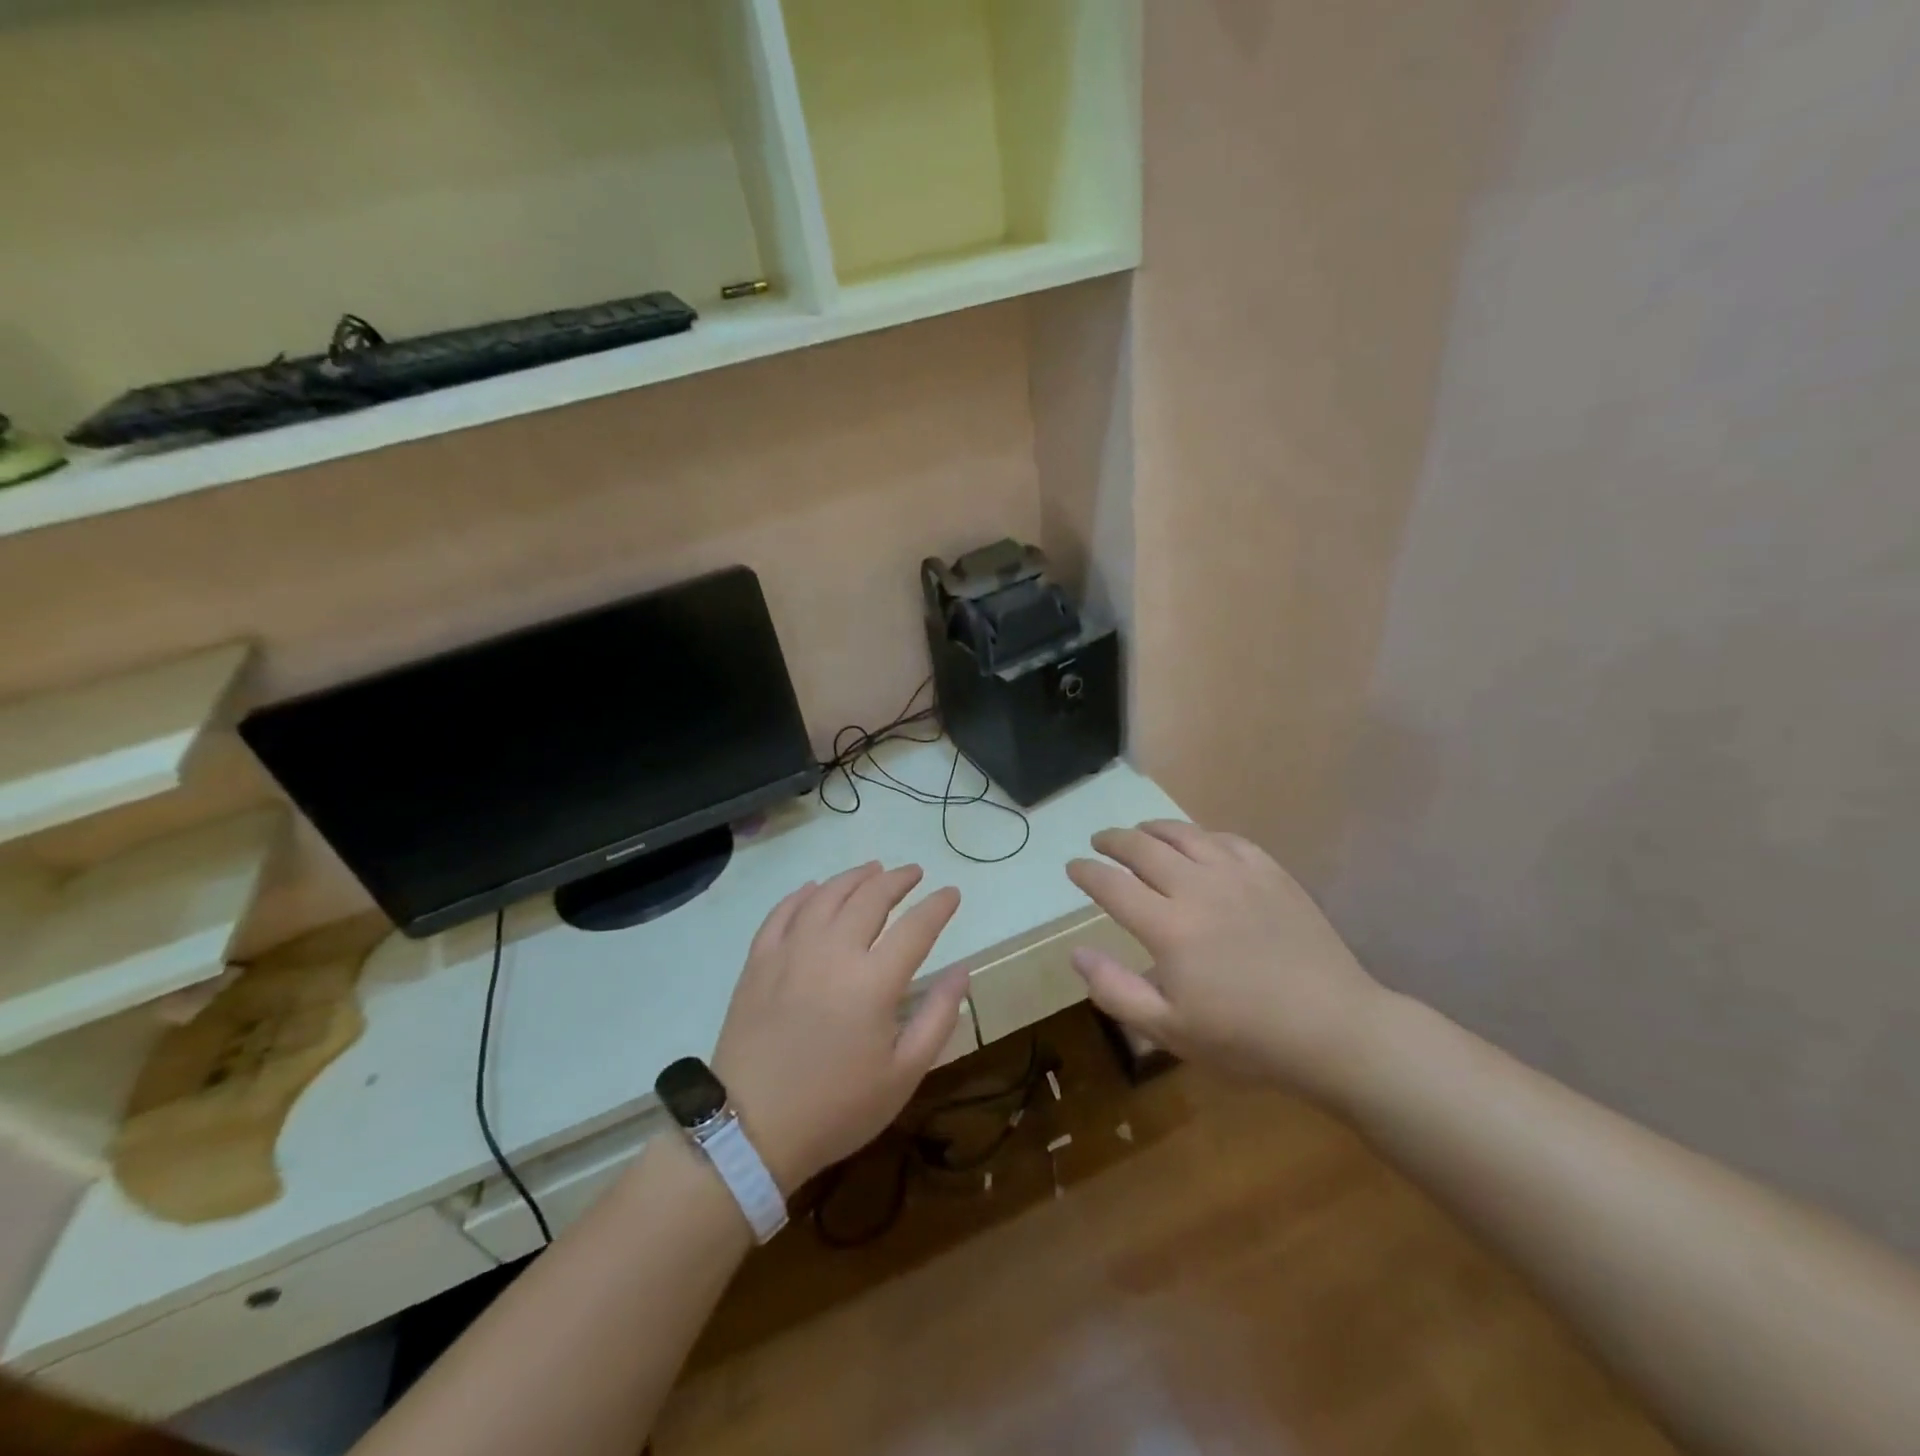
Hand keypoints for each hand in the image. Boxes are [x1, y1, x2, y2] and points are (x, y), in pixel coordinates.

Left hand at [712, 863, 964, 1193]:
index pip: (916, 926)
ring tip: (873, 869)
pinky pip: (783, 912)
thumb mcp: (903, 1075)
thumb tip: (962, 972)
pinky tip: (815, 888)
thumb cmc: (836, 1108)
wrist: (749, 1130)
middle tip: (914, 873)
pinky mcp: (759, 960)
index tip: (951, 893)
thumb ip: (937, 1017)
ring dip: (854, 877)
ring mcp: (791, 951)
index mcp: (874, 981)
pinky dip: (803, 894)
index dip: (938, 906)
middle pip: (871, 898)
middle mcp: (833, 952)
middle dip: (898, 880)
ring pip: (827, 895)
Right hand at [1066, 821, 1388, 1102]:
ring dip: (1152, 829)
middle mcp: (1197, 888)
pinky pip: (1227, 839)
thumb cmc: (1246, 1039)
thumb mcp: (1170, 1031)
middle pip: (1142, 848)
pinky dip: (1201, 835)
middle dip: (1113, 840)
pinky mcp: (1271, 873)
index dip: (1086, 872)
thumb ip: (1116, 990)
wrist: (1334, 1029)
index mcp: (1168, 927)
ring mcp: (1238, 875)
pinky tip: (1197, 842)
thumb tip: (1076, 952)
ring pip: (1183, 834)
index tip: (1073, 867)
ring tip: (1139, 831)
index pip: (1112, 885)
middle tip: (1099, 842)